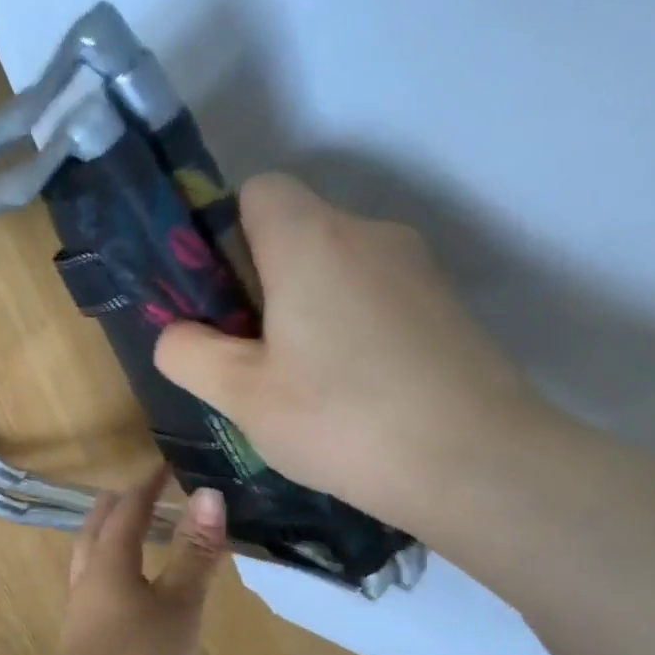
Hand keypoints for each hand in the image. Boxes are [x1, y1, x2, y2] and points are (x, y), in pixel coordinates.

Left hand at [46, 466, 227, 654]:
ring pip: (90, 557)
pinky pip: (95, 585)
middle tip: (143, 494)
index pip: (128, 509)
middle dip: (119, 506)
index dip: (148, 485)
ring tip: (133, 536)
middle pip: (97, 528)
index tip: (165, 467)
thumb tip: (208, 495)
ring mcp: (81, 607)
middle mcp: (87, 576)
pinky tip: (130, 592)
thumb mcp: (178, 603)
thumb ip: (194, 553)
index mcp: (108, 560)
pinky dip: (112, 570)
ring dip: (110, 538)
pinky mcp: (83, 634)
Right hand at [153, 173, 547, 528]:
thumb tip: (178, 333)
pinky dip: (347, 327)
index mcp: (310, 239)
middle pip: (295, 231)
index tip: (218, 299)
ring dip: (304, 308)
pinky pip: (372, 296)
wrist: (476, 463)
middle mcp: (368, 233)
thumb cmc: (338, 418)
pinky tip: (349, 390)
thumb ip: (187, 352)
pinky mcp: (444, 305)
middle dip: (260, 281)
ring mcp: (416, 267)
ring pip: (334, 267)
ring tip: (299, 383)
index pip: (258, 190)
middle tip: (248, 355)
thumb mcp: (238, 393)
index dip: (225, 235)